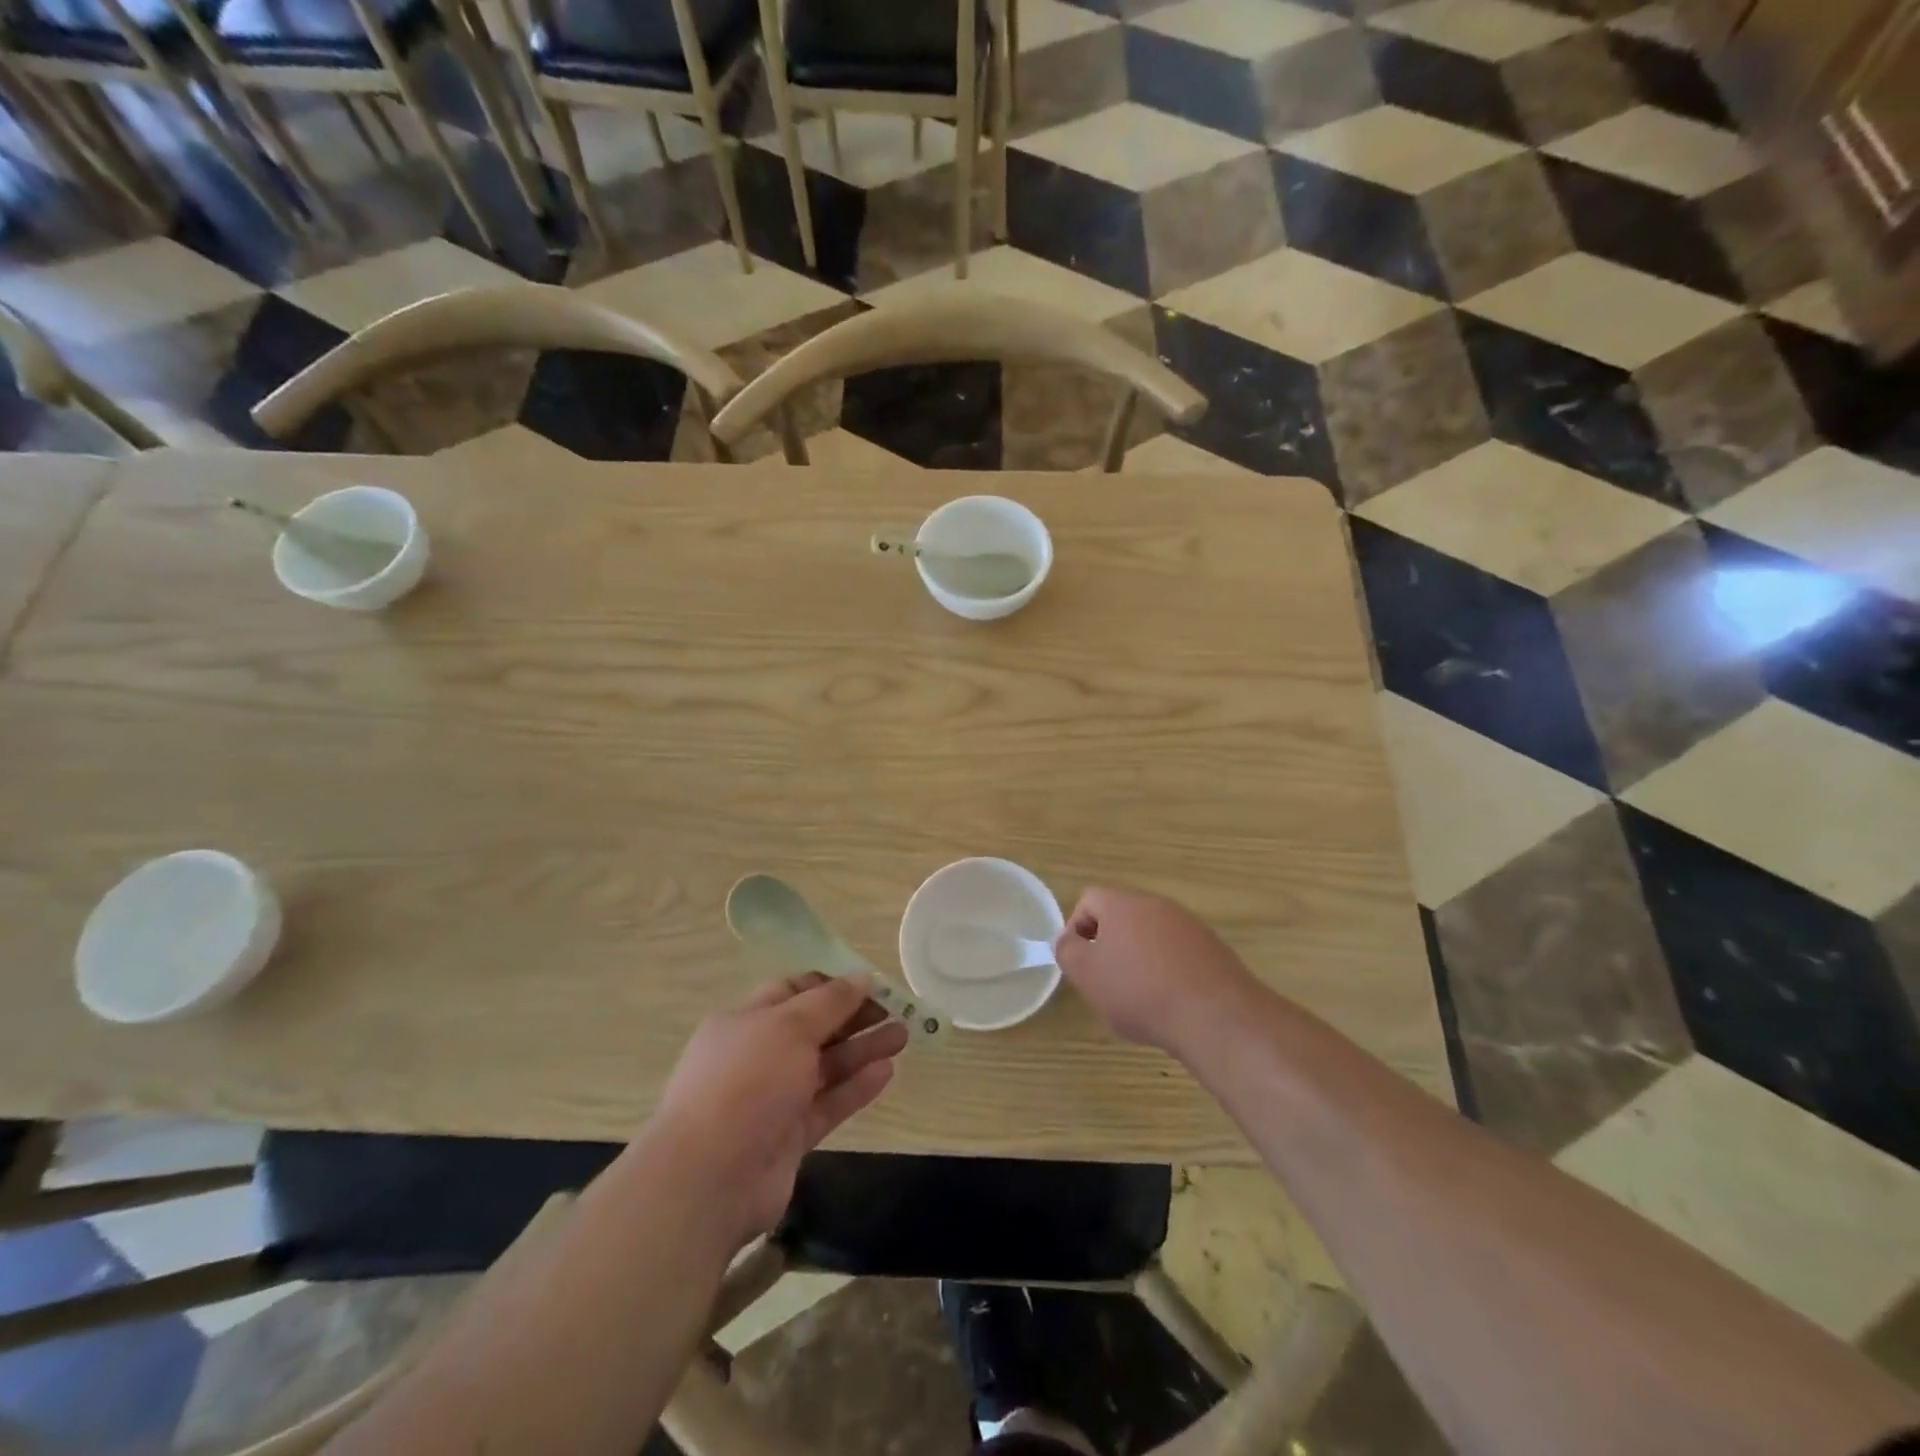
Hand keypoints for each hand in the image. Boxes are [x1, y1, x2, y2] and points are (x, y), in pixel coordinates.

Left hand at [647, 974, 908, 1249]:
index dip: (830, 986)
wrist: (709, 1179)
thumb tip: (862, 977)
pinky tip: (886, 1072)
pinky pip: (828, 1104)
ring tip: (903, 1036)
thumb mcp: (789, 1026)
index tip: (868, 984)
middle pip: (813, 1029)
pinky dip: (855, 1088)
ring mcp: (772, 1100)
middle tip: (897, 1010)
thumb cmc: (746, 1082)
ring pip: (825, 1067)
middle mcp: (757, 1057)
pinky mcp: (788, 1137)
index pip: (791, 992)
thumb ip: (830, 1002)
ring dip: (862, 1050)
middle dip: (853, 1017)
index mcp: (745, 1021)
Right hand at [1053, 887, 1258, 1057]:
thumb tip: (1067, 939)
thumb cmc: (1140, 992)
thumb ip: (1067, 951)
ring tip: (1138, 998)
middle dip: (1109, 945)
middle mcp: (1158, 905)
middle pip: (1122, 916)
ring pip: (1150, 936)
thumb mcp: (1087, 975)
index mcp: (1124, 903)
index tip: (1080, 962)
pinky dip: (1167, 972)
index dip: (1076, 928)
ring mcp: (1190, 926)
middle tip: (1105, 981)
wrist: (1215, 1017)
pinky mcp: (1213, 949)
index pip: (1089, 899)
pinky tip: (1170, 1003)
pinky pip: (1178, 953)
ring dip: (1138, 959)